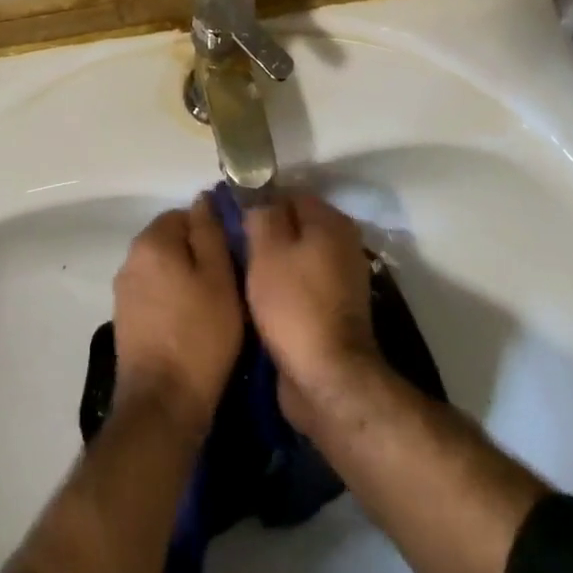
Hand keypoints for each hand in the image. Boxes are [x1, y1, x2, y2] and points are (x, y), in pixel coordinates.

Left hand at [112, 197, 243, 436]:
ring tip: (213, 306)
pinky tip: (192, 326)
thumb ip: (210, 232)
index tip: (232, 257)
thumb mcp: (219, 277)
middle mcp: (130, 260)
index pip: (183, 215)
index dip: (210, 232)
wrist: (162, 404)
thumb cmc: (199, 334)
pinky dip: (172, 303)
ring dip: (185, 280)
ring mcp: (123, 293)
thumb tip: (201, 199)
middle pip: (171, 242)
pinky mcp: (125, 322)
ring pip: (163, 271)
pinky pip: (154, 296)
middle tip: (227, 282)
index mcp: (151, 242)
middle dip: (197, 255)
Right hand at [245, 192, 381, 426]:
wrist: (326, 379)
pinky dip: (280, 287)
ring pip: (295, 256)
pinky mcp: (332, 309)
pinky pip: (299, 284)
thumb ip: (261, 213)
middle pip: (293, 226)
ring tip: (237, 272)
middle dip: (263, 234)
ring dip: (270, 263)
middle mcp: (342, 244)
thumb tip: (256, 193)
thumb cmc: (294, 304)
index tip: (230, 217)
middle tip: (230, 246)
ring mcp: (340, 279)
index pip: (288, 194)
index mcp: (330, 222)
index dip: (258, 202)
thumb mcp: (267, 249)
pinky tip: (256, 298)